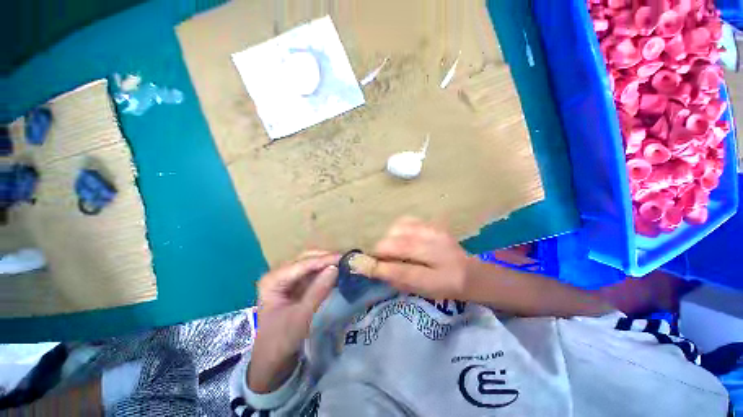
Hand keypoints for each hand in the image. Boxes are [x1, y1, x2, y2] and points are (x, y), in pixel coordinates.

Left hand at [249, 251, 338, 392]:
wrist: (271, 361)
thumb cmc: (281, 340)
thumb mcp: (301, 316)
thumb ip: (318, 291)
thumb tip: (335, 268)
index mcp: (273, 280)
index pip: (302, 264)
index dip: (324, 260)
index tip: (343, 258)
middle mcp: (279, 274)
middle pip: (306, 259)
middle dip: (326, 258)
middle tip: (345, 259)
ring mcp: (287, 279)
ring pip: (310, 264)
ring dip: (327, 263)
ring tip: (344, 263)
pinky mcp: (295, 285)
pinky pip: (312, 273)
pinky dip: (324, 271)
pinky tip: (336, 271)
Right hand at [372, 218, 471, 299]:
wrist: (469, 271)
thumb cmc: (444, 286)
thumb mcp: (423, 292)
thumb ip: (400, 281)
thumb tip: (377, 269)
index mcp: (439, 278)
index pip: (404, 272)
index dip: (380, 268)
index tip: (362, 265)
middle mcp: (439, 252)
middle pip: (399, 245)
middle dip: (381, 250)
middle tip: (378, 256)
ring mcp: (436, 233)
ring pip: (400, 229)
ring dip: (389, 239)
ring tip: (391, 247)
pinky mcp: (433, 224)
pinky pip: (406, 221)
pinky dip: (397, 229)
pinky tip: (400, 236)